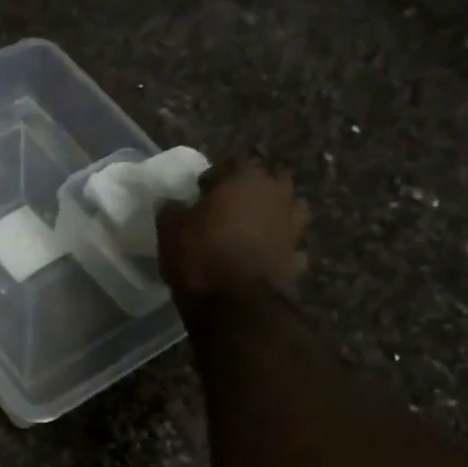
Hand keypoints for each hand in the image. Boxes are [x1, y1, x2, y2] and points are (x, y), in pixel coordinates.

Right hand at [157, 159, 309, 311]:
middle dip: (251, 190)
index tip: (200, 192)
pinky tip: (265, 256)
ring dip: (274, 213)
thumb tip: (176, 204)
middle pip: (269, 181)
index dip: (214, 177)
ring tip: (252, 228)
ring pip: (289, 208)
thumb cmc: (200, 255)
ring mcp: (292, 226)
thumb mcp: (170, 228)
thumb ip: (173, 209)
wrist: (235, 302)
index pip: (231, 164)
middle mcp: (276, 195)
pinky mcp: (297, 256)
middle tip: (229, 207)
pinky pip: (289, 244)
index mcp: (245, 179)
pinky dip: (280, 247)